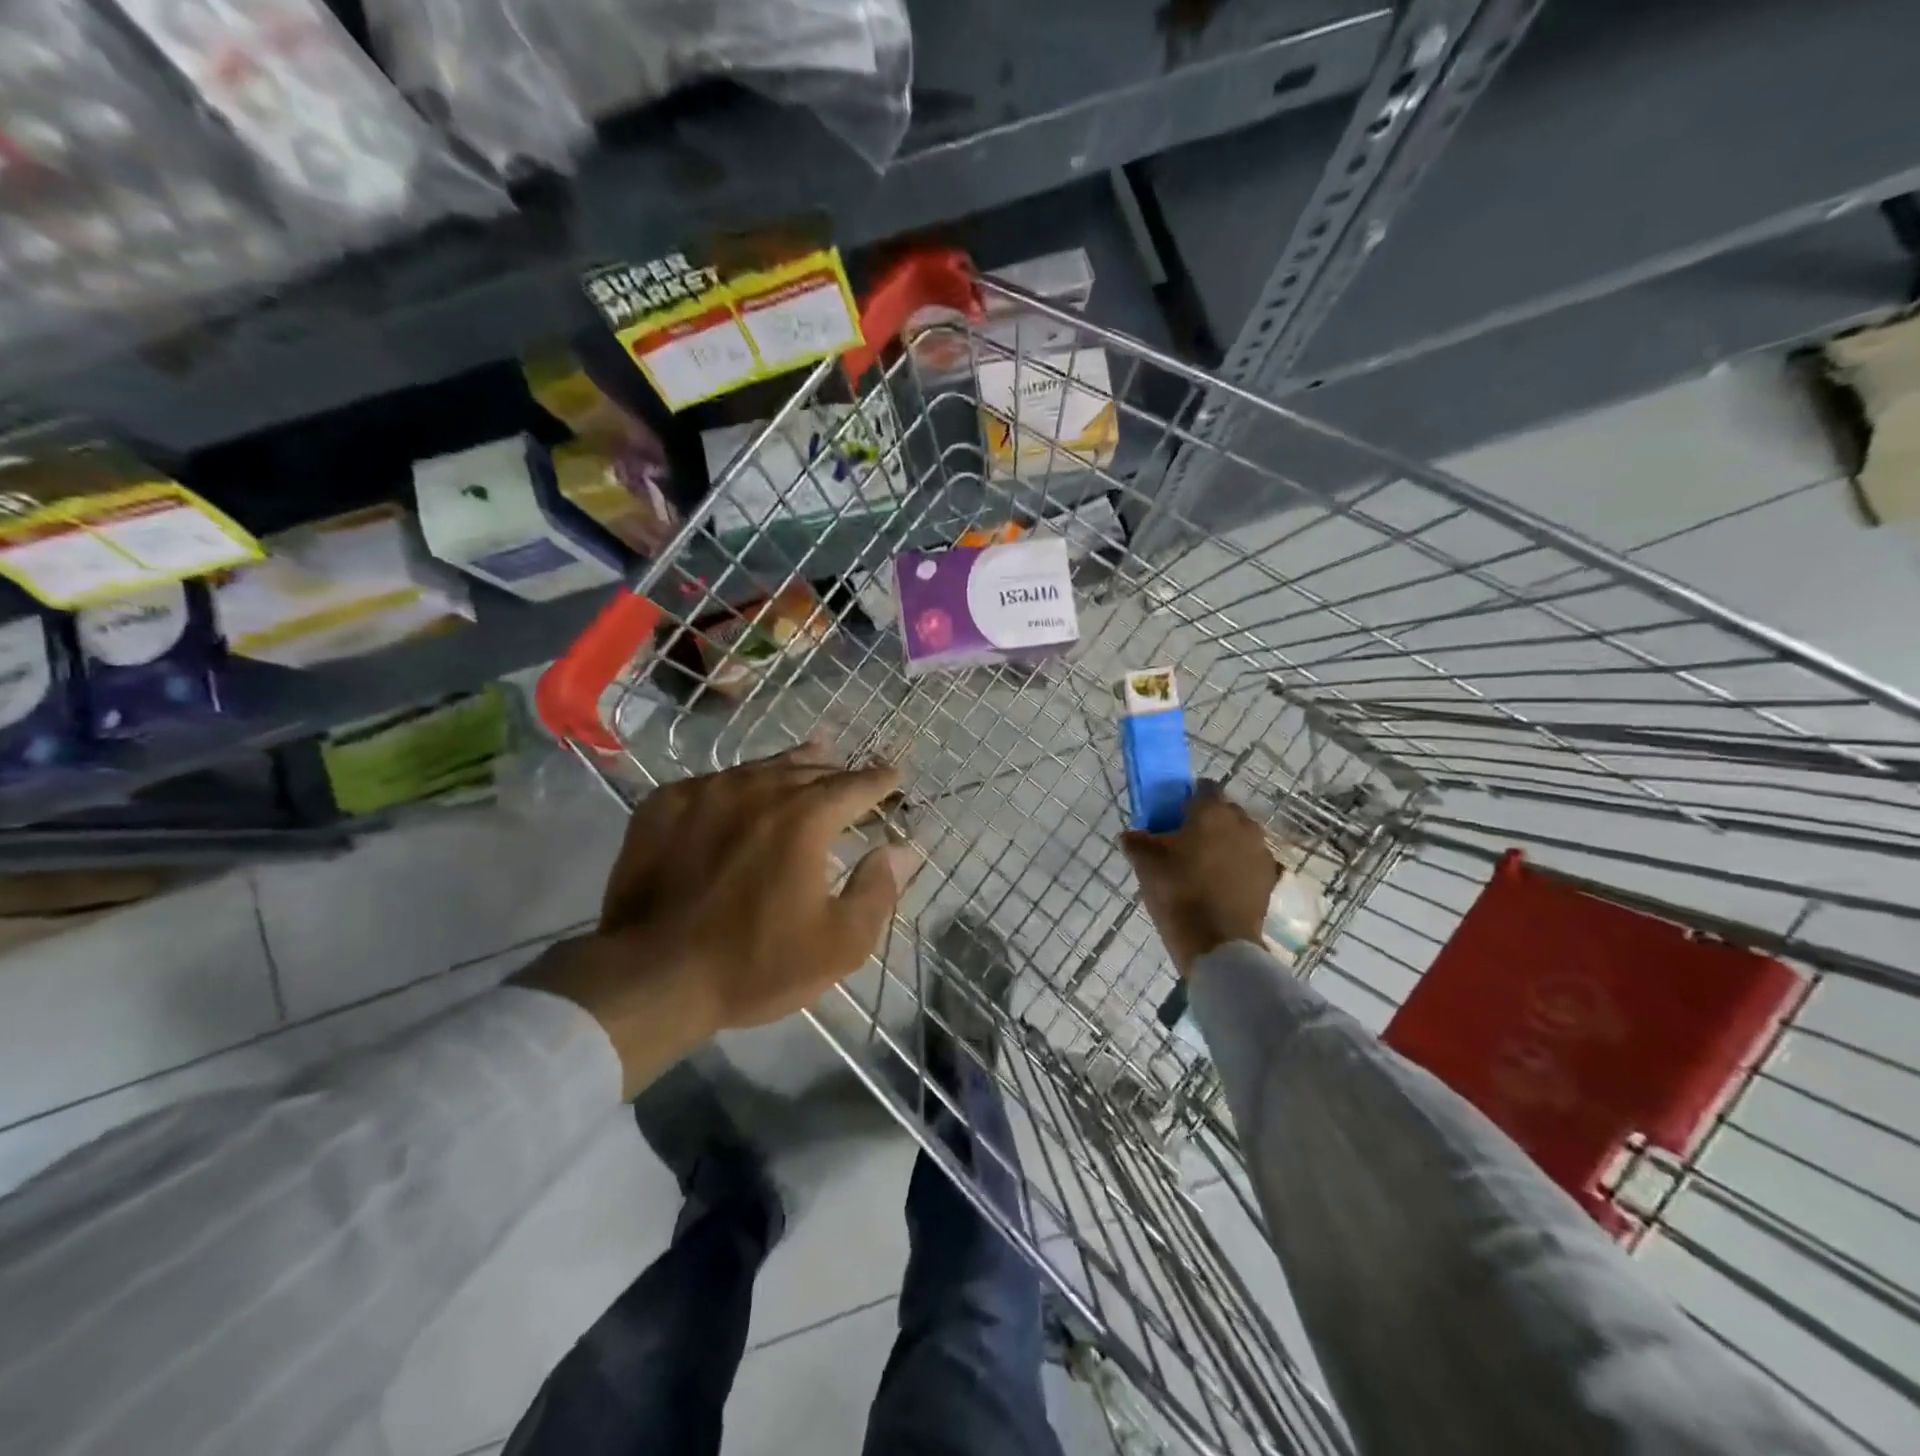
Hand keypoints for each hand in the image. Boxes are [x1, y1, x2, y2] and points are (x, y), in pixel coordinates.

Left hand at [520, 742, 910, 1096]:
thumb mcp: (838, 944)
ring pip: (760, 768)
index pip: (855, 786)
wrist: (649, 978)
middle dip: (837, 772)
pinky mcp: (663, 806)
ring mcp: (705, 792)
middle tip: (853, 775)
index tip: (895, 775)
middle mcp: (758, 790)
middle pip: (809, 769)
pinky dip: (738, 784)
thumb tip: (902, 849)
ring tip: (810, 756)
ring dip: (791, 767)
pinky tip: (739, 791)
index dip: (880, 780)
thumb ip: (878, 890)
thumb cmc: (754, 964)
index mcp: (804, 818)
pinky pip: (712, 782)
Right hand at [1120, 784, 1277, 975]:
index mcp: (1212, 811)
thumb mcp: (1145, 865)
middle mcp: (1242, 823)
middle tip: (1185, 842)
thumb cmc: (1178, 892)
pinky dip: (1239, 867)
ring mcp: (1261, 851)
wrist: (1217, 942)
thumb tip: (1131, 835)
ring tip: (1204, 866)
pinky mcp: (1270, 878)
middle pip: (1225, 811)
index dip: (1188, 798)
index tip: (1174, 815)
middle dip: (1208, 821)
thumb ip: (1137, 842)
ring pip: (1240, 837)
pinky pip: (1250, 862)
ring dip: (1226, 844)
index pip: (1204, 787)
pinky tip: (1222, 885)